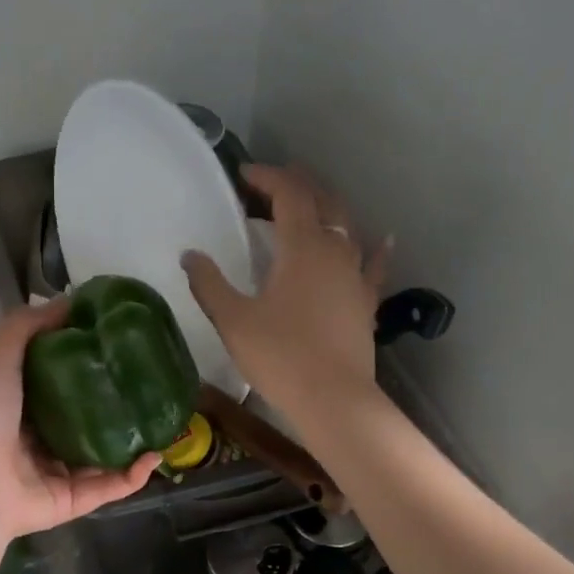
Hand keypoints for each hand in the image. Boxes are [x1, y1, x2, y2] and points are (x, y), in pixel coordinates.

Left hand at [0, 299, 157, 541]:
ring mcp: (58, 472)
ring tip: (163, 420)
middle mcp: (39, 439)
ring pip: (105, 455)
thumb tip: (71, 301)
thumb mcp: (0, 354)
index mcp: (20, 405)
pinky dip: (135, 474)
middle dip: (117, 404)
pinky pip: (111, 486)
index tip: (119, 345)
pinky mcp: (74, 500)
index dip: (87, 364)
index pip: (59, 382)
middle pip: (87, 419)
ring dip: (134, 440)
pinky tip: (156, 455)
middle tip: (149, 384)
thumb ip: (29, 325)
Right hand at [183, 164, 389, 419]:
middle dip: (299, 185)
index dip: (268, 177)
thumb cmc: (279, 355)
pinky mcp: (367, 303)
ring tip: (311, 207)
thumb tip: (190, 255)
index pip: (289, 194)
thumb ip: (209, 284)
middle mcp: (336, 250)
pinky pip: (373, 265)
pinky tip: (382, 239)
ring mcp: (356, 276)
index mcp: (302, 246)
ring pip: (348, 228)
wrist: (332, 399)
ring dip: (328, 210)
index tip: (245, 174)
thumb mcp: (233, 320)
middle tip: (275, 182)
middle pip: (323, 202)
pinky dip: (373, 247)